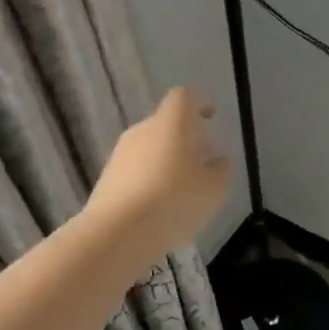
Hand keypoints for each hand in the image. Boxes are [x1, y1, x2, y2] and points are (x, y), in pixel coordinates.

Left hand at [85, 88, 230, 259]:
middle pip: (166, 123)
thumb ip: (221, 170)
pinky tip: (160, 207)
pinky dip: (150, 180)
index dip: (199, 103)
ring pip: (150, 148)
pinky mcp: (107, 178)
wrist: (117, 232)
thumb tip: (218, 161)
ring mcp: (120, 154)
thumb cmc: (174, 201)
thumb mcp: (213, 189)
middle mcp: (142, 130)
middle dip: (186, 138)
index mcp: (171, 123)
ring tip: (183, 189)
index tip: (211, 117)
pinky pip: (135, 170)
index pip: (184, 97)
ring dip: (167, 161)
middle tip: (202, 160)